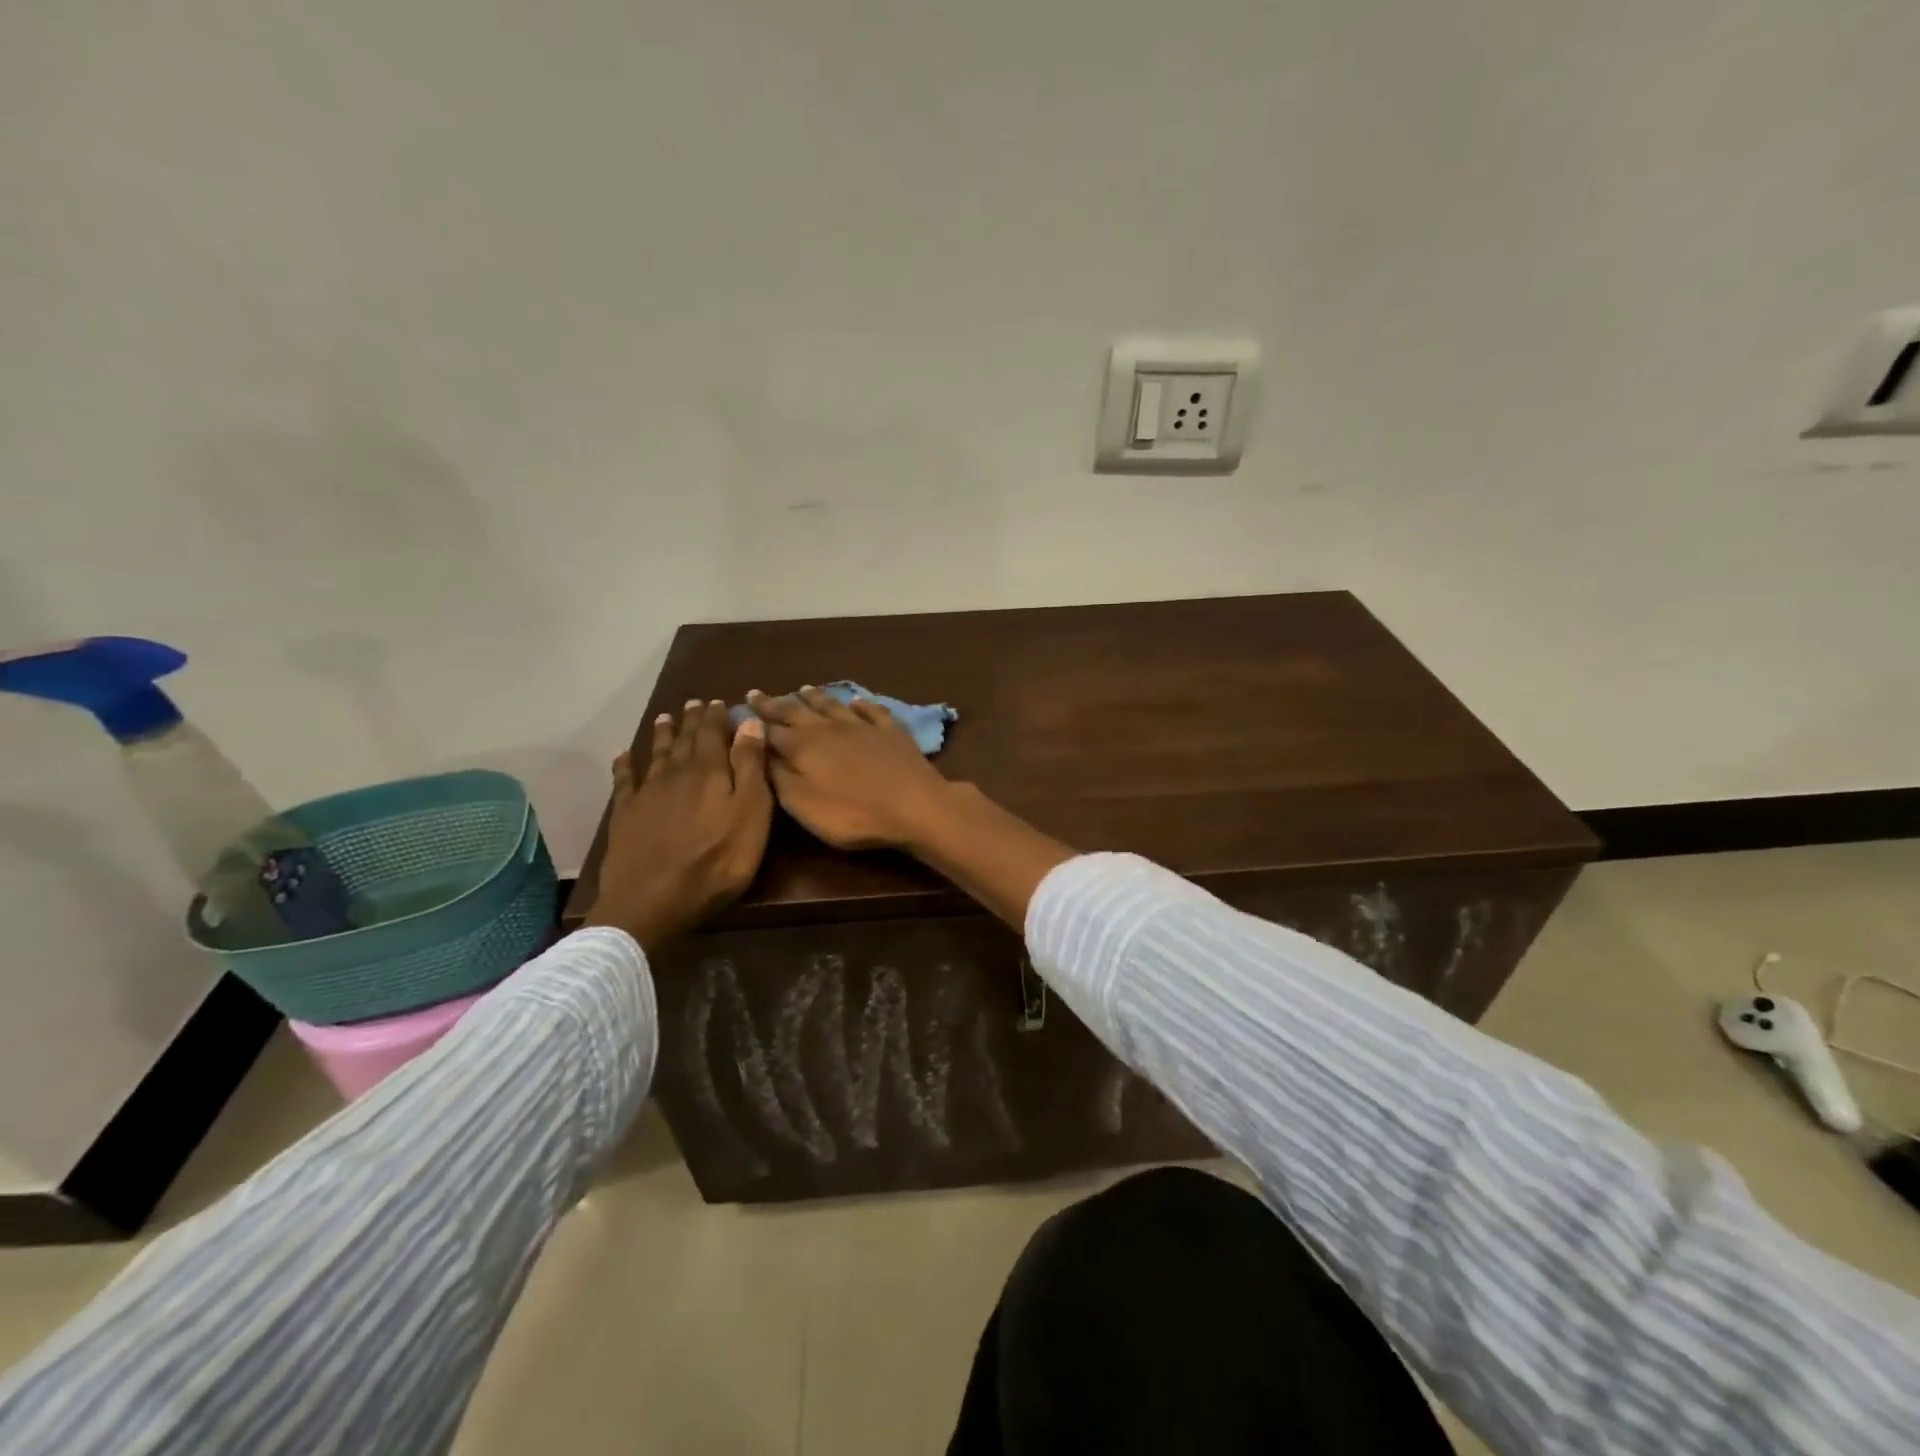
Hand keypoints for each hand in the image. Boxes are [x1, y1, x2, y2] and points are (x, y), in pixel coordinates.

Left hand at [584, 699, 773, 951]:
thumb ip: (751, 767)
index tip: (719, 702)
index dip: (717, 717)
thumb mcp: (750, 814)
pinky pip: (624, 780)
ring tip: (665, 718)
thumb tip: (749, 722)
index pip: (714, 733)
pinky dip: (624, 765)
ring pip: (656, 754)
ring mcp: (647, 793)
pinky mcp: (625, 814)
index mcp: (710, 771)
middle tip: (694, 704)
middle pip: (684, 740)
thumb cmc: (717, 860)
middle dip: (691, 721)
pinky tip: (622, 755)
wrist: (654, 899)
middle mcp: (676, 772)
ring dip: (662, 735)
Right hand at [747, 686, 955, 850]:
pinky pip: (872, 711)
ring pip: (833, 706)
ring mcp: (863, 726)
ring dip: (815, 697)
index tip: (738, 707)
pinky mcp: (891, 732)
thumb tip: (759, 752)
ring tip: (802, 688)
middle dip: (775, 703)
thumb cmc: (853, 814)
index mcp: (803, 746)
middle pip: (797, 712)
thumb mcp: (803, 805)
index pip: (770, 730)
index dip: (752, 721)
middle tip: (758, 693)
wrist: (915, 805)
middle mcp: (829, 728)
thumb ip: (778, 777)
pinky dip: (861, 704)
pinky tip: (857, 700)